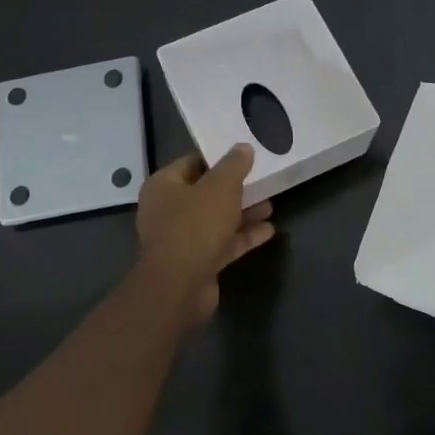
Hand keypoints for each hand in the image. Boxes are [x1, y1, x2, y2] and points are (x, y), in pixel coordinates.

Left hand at [135, 145, 275, 323]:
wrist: (179, 286)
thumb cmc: (195, 226)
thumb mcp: (220, 188)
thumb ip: (234, 165)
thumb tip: (243, 147)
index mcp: (164, 186)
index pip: (191, 163)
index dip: (218, 158)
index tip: (244, 156)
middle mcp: (168, 210)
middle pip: (205, 193)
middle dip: (235, 189)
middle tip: (262, 182)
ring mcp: (181, 238)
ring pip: (216, 219)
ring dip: (243, 213)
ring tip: (270, 206)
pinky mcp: (196, 262)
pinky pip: (222, 243)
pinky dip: (242, 237)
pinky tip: (268, 231)